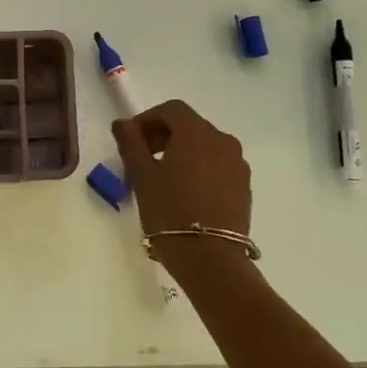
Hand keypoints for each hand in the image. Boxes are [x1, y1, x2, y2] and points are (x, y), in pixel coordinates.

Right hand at [112, 99, 251, 250]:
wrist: (210, 258)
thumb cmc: (169, 211)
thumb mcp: (142, 176)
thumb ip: (131, 143)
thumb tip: (122, 123)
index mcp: (197, 133)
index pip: (172, 109)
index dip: (148, 118)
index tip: (131, 139)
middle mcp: (223, 140)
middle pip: (190, 126)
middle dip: (163, 135)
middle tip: (142, 159)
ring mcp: (237, 164)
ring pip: (205, 146)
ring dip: (182, 152)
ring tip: (162, 178)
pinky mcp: (244, 186)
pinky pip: (218, 166)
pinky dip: (199, 168)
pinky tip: (185, 193)